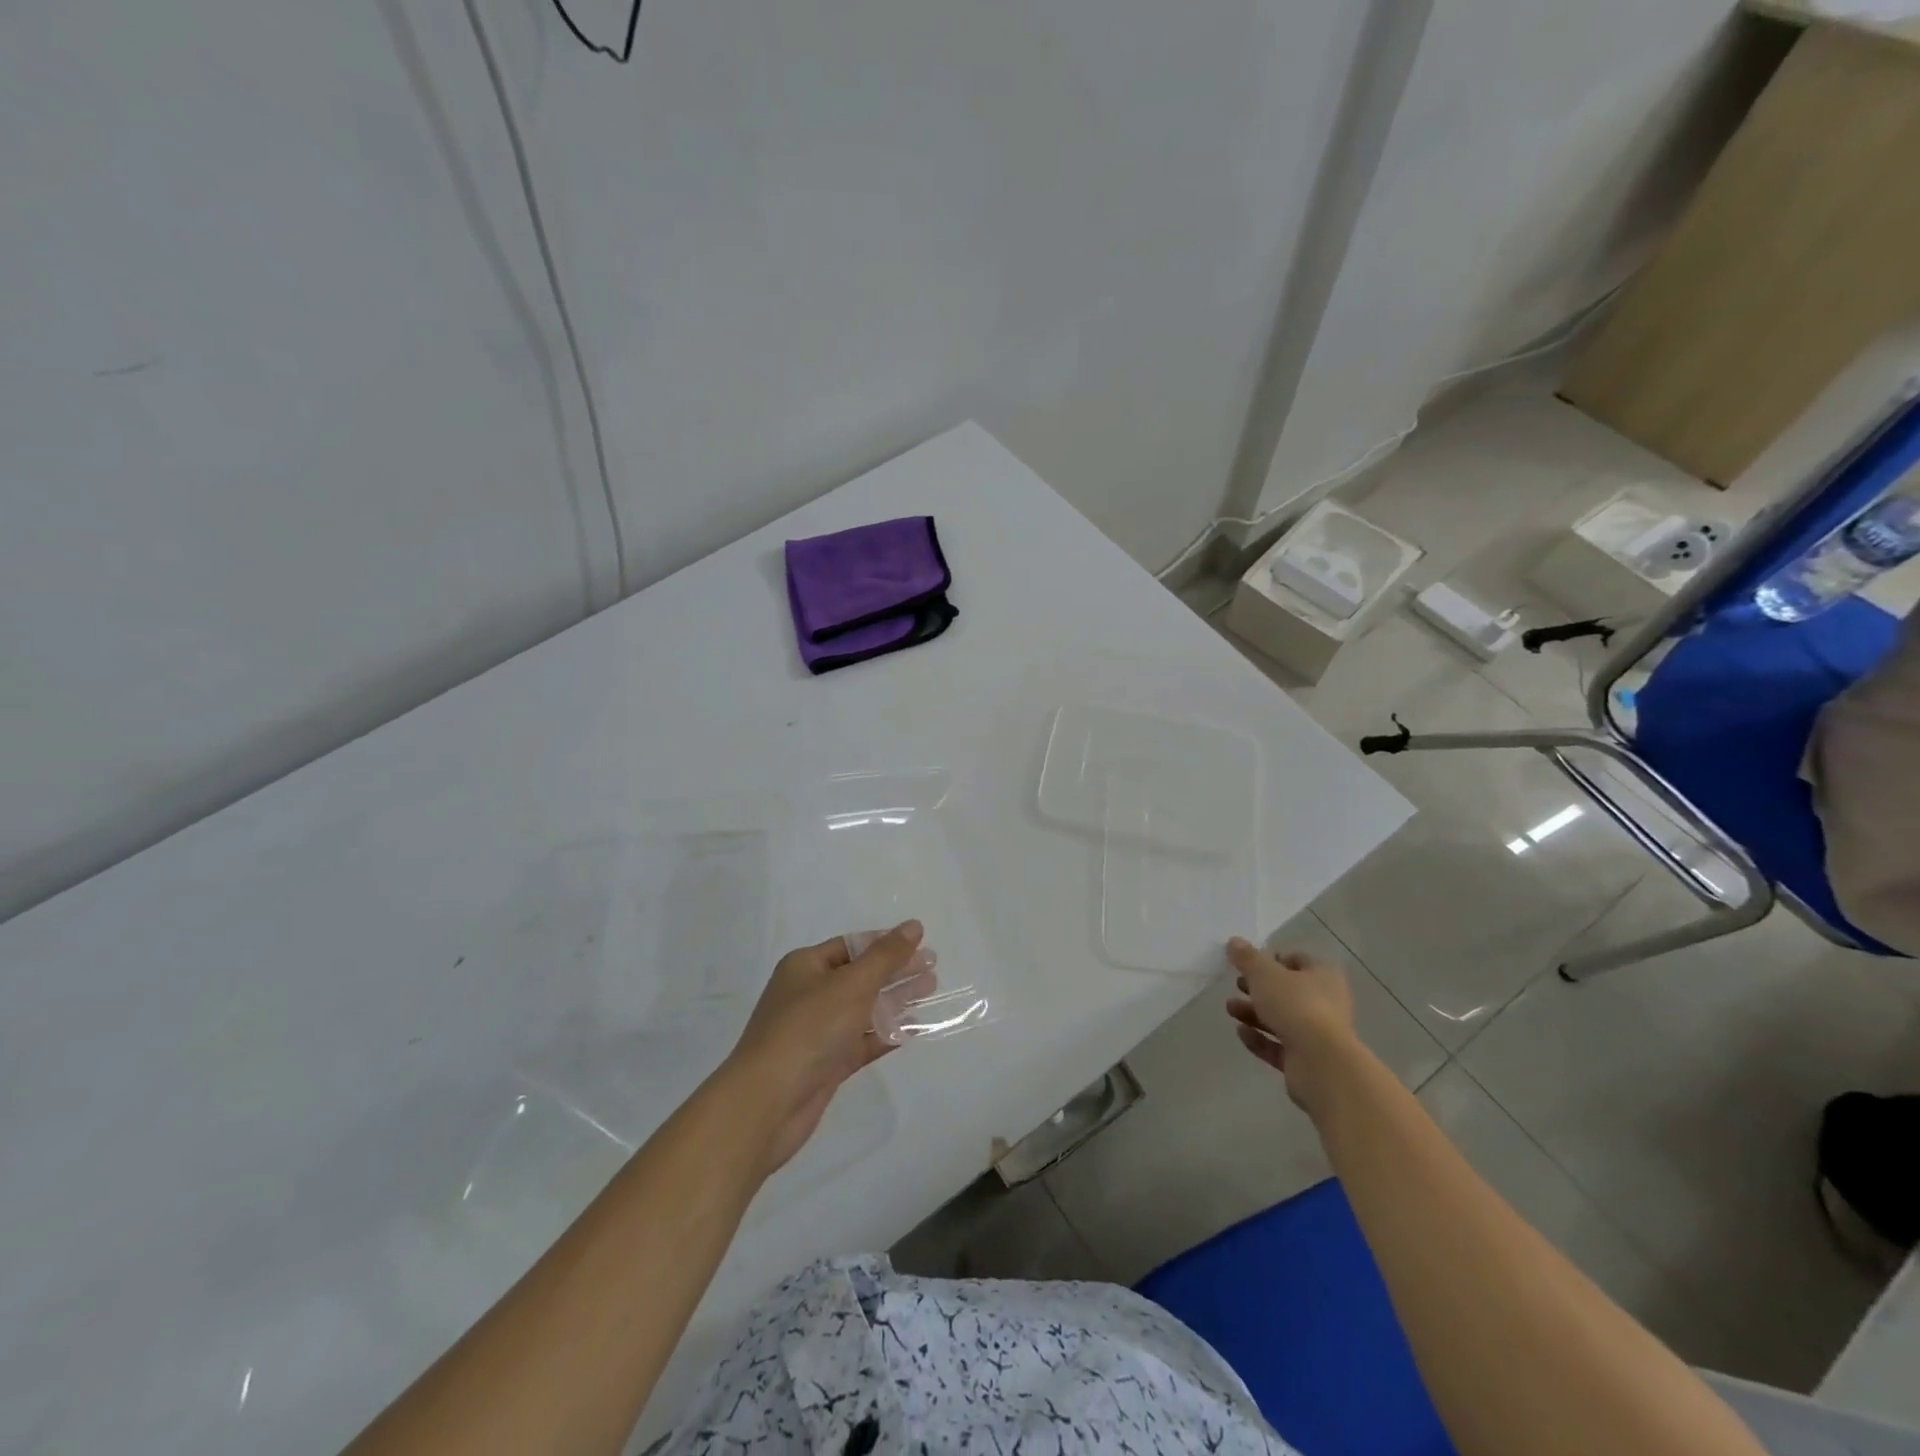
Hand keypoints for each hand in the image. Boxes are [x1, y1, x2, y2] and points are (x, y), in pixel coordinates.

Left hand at [727, 920, 929, 1175]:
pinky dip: (886, 1034)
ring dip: (896, 1000)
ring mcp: (818, 1031)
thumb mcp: (852, 984)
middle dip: (896, 970)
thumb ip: (886, 956)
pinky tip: (915, 1029)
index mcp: (805, 966)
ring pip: (864, 1009)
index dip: (885, 942)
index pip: (851, 945)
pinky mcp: (826, 1064)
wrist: (767, 1102)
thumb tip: (913, 926)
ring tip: (932, 990)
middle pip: (860, 976)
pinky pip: (862, 1041)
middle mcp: (809, 994)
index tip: (920, 943)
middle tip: (934, 967)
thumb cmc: (808, 1029)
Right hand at [1224, 937, 1357, 1115]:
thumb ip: (1247, 958)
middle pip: (1288, 991)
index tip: (1249, 963)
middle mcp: (1326, 1003)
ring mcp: (1318, 1034)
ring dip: (1254, 1013)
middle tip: (1237, 984)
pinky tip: (1241, 1032)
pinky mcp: (1307, 1060)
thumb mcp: (1264, 974)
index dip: (1273, 959)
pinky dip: (1260, 1038)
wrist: (1322, 1064)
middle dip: (1259, 988)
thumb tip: (1234, 942)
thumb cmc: (1296, 1006)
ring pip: (1282, 1018)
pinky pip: (1279, 1045)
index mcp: (1324, 976)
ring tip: (1230, 1009)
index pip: (1299, 960)